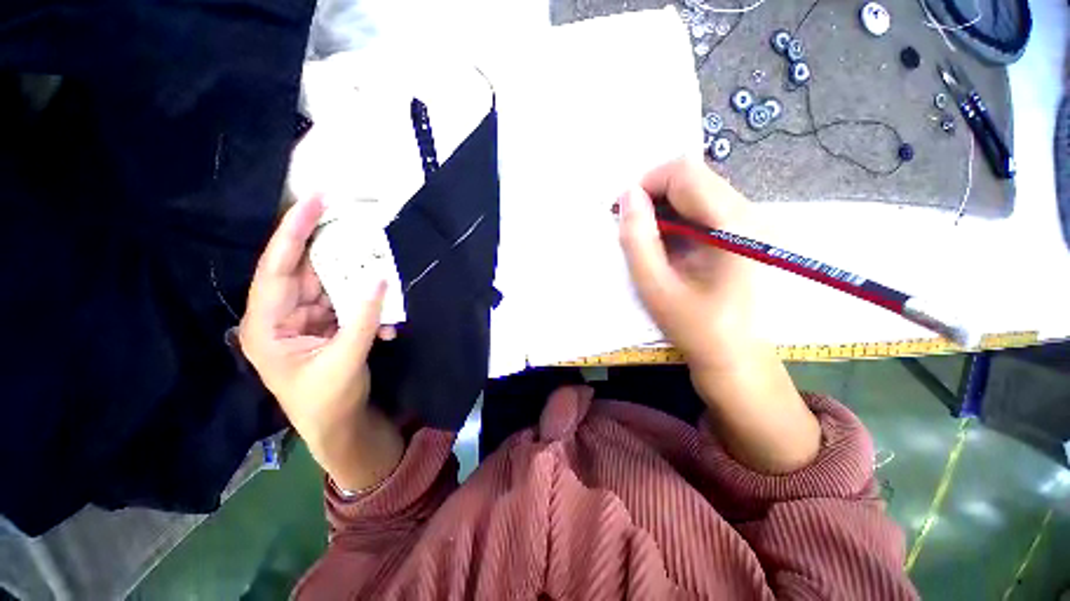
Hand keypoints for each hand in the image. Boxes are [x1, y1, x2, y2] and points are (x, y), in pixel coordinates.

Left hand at [239, 197, 401, 489]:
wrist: (339, 426)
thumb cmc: (328, 402)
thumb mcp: (345, 361)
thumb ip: (363, 319)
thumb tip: (380, 280)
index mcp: (268, 326)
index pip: (277, 268)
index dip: (293, 232)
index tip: (313, 201)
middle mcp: (282, 316)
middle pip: (307, 271)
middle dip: (334, 251)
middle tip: (359, 226)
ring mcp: (307, 320)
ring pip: (331, 286)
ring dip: (359, 283)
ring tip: (382, 273)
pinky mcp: (328, 325)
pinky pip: (347, 303)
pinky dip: (367, 306)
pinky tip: (385, 324)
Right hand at [619, 158, 819, 473]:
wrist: (737, 357)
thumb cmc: (696, 328)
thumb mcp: (656, 287)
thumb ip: (638, 239)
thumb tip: (627, 195)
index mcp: (733, 225)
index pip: (685, 173)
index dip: (646, 184)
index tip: (623, 212)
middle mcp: (750, 213)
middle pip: (694, 177)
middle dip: (654, 195)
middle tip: (631, 226)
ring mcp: (751, 222)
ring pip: (698, 190)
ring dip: (664, 207)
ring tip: (648, 239)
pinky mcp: (744, 232)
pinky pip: (704, 208)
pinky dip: (678, 218)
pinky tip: (668, 244)